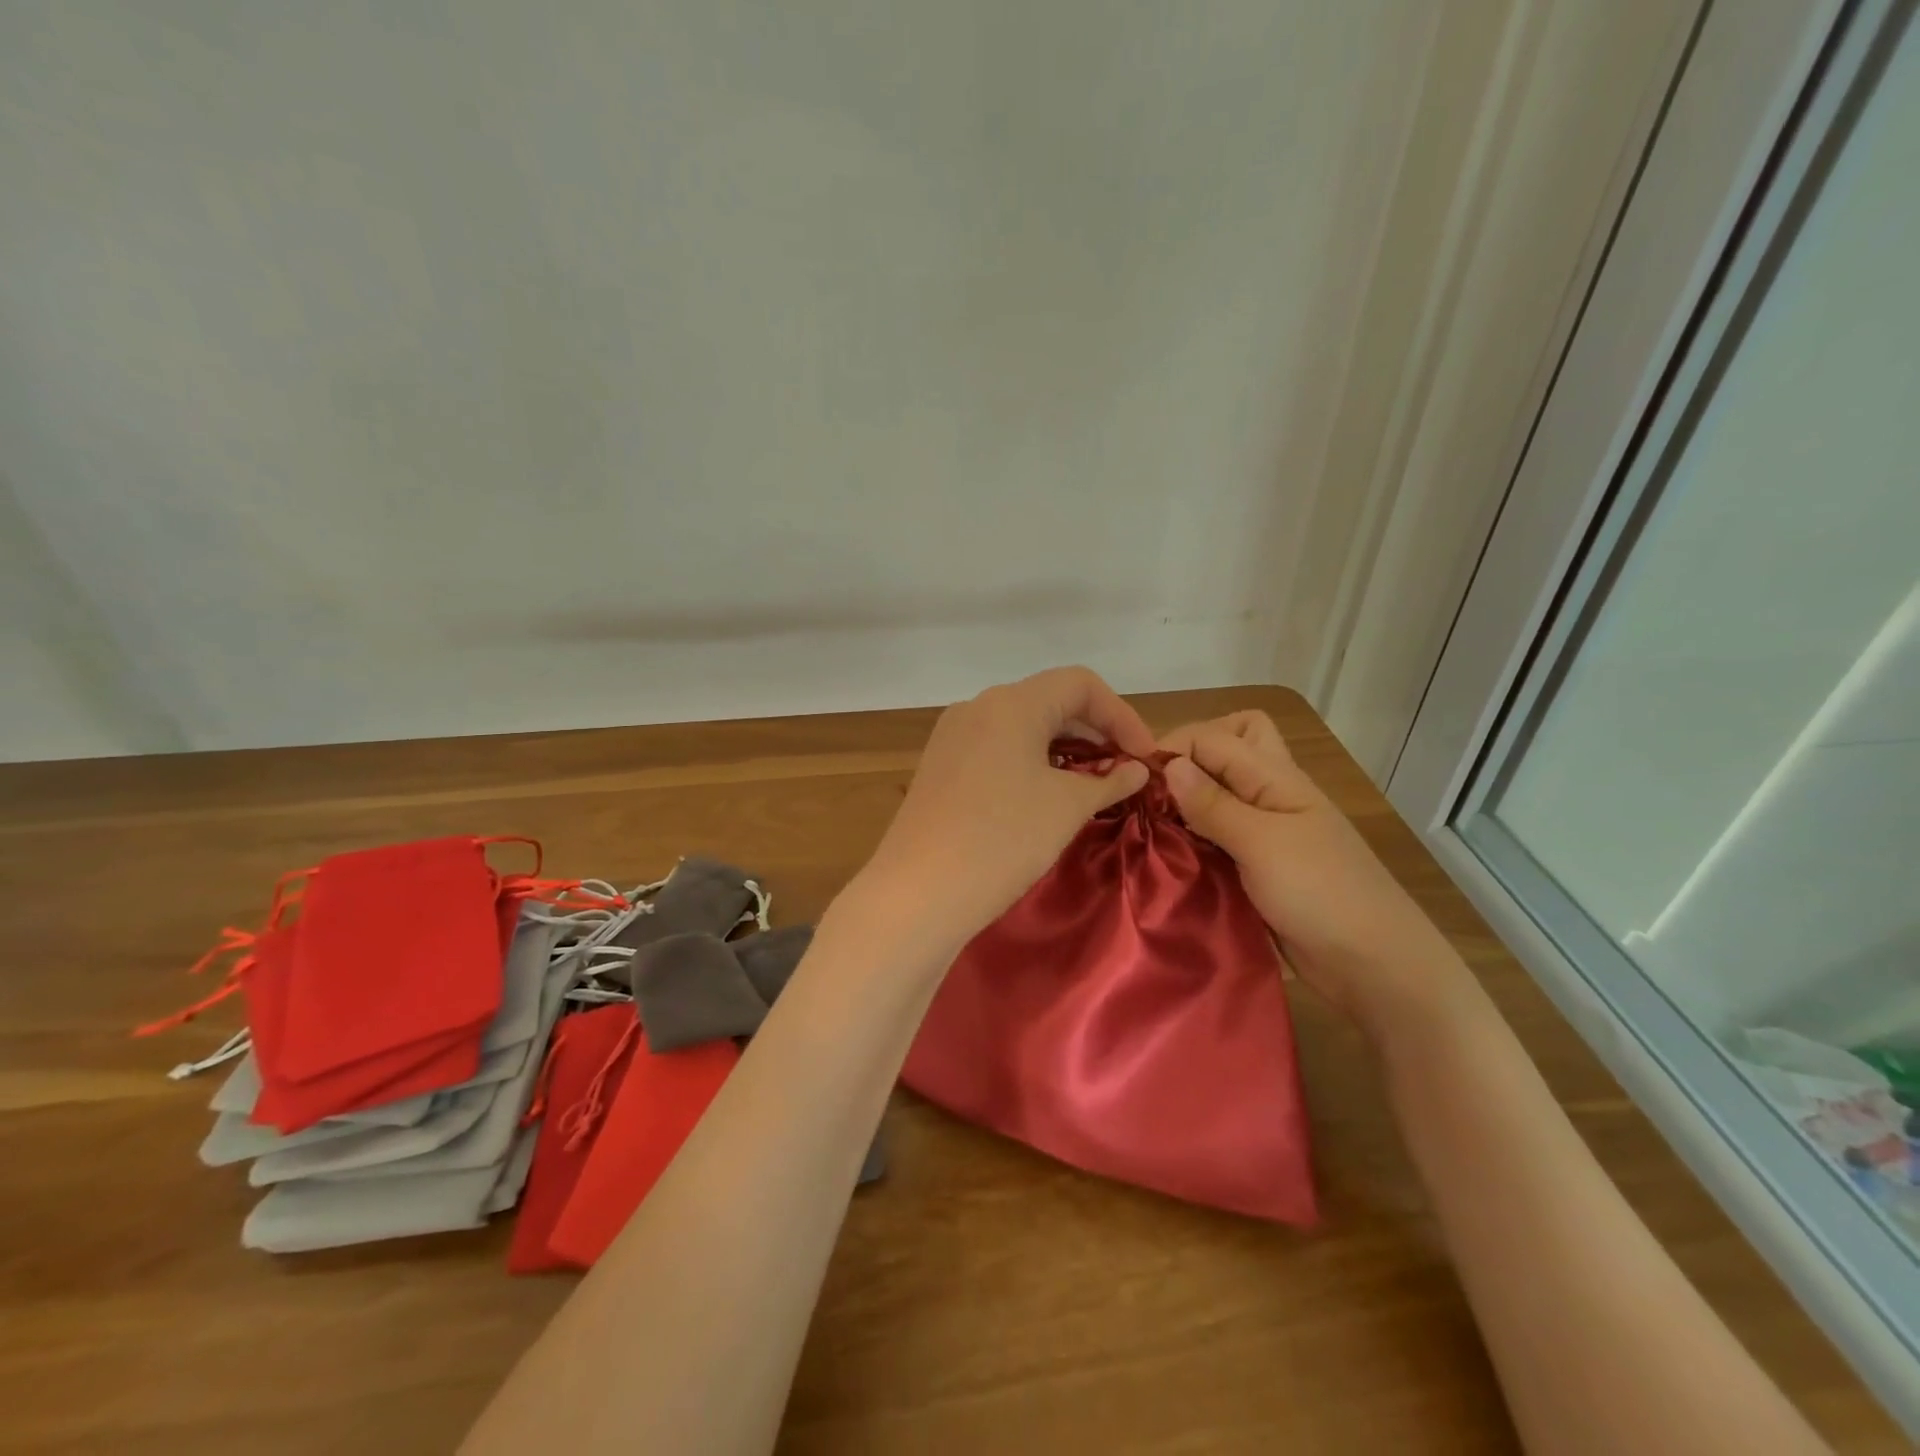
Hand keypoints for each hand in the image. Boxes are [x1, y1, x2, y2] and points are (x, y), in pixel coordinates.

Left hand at [863, 666, 1156, 953]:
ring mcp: (953, 735)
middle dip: (1094, 732)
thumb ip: (1109, 781)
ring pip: (1021, 726)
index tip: (1144, 758)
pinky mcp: (940, 766)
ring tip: (1090, 786)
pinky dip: (1029, 762)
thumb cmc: (1004, 839)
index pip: (1081, 684)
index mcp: (1012, 703)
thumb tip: (1136, 770)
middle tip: (1124, 772)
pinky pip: (996, 748)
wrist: (919, 891)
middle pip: (1050, 701)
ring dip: (1063, 748)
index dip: (1121, 715)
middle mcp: (978, 707)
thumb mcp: (1067, 807)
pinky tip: (1044, 795)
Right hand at [1161, 711, 1467, 1033]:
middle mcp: (1269, 793)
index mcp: (1276, 777)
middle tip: (1156, 788)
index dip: (1172, 749)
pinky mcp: (1258, 862)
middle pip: (1229, 743)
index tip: (1135, 782)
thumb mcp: (1262, 844)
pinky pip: (1221, 831)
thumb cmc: (1321, 894)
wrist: (1373, 964)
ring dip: (1190, 796)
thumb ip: (1214, 804)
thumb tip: (1169, 764)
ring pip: (1223, 788)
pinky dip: (1196, 832)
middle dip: (1189, 754)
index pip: (1212, 737)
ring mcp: (1266, 828)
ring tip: (1153, 820)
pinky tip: (1171, 850)